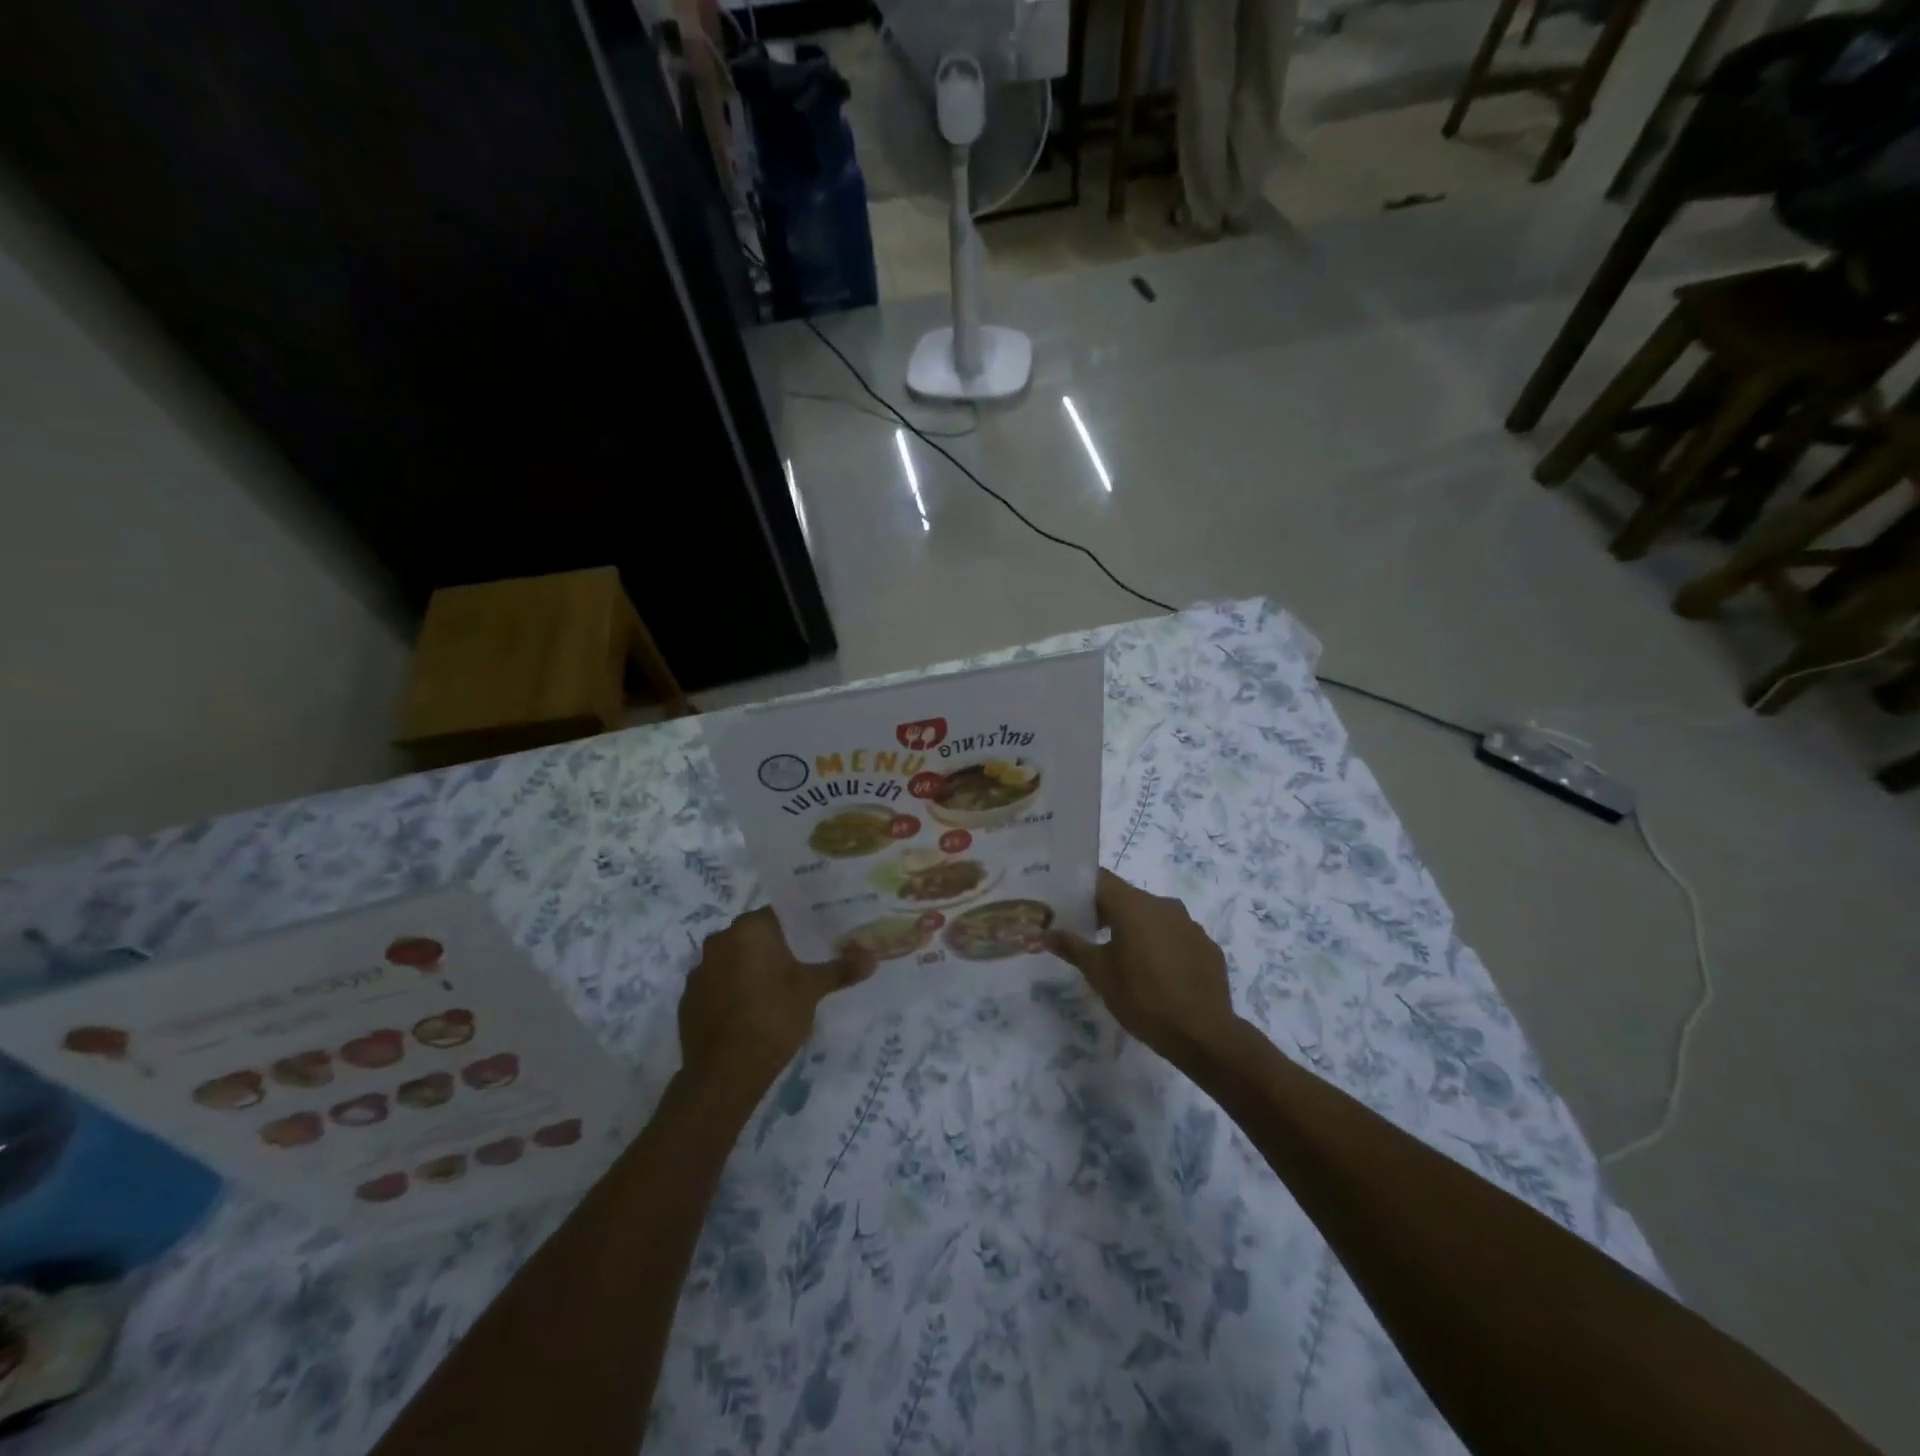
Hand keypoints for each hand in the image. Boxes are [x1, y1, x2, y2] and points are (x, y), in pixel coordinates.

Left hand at [678, 907, 874, 1089]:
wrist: (725, 1072)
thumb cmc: (773, 1015)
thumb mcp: (812, 990)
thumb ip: (840, 969)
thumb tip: (872, 957)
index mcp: (748, 929)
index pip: (777, 914)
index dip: (798, 925)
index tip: (815, 938)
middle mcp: (718, 941)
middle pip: (753, 937)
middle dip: (774, 948)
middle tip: (801, 964)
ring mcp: (698, 972)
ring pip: (732, 962)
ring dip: (750, 970)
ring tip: (776, 992)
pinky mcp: (687, 1002)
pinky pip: (717, 987)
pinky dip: (732, 994)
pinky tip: (750, 1013)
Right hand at [1045, 869, 1239, 1071]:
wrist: (1204, 1034)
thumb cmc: (1143, 999)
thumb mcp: (1099, 974)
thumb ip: (1071, 947)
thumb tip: (1039, 933)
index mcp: (1134, 906)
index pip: (1100, 879)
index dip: (1080, 888)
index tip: (1064, 902)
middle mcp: (1163, 905)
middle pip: (1126, 896)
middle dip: (1105, 911)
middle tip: (1086, 933)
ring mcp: (1189, 924)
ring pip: (1153, 916)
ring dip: (1135, 928)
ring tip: (1121, 956)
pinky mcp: (1206, 945)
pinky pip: (1176, 935)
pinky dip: (1161, 944)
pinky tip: (1156, 972)